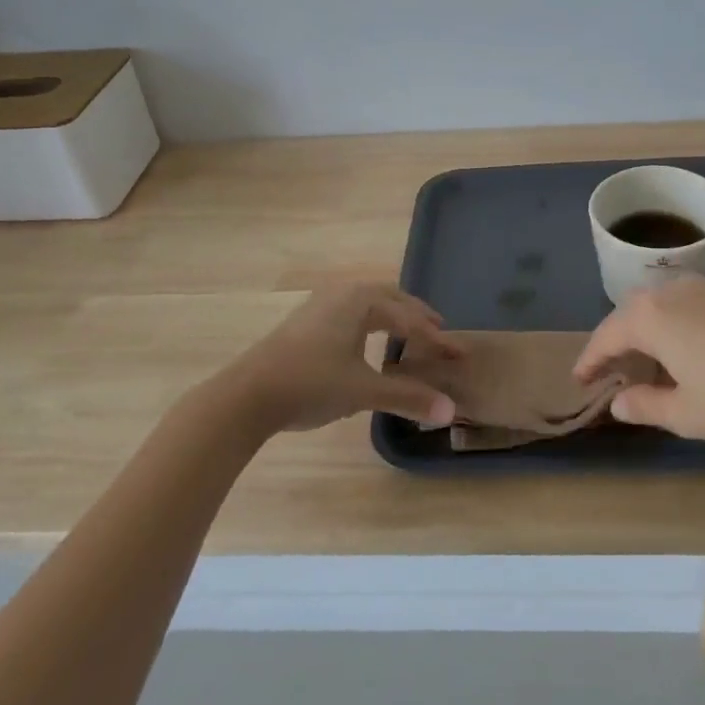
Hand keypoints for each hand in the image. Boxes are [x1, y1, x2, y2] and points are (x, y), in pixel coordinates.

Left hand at [230, 283, 463, 432]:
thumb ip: (408, 397)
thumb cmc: (311, 383)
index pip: (409, 318)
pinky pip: (350, 314)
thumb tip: (450, 410)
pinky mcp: (304, 323)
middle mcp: (342, 294)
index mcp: (360, 300)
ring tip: (408, 335)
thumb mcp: (363, 390)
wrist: (246, 395)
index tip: (458, 355)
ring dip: (392, 318)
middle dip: (415, 316)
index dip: (436, 339)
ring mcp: (319, 306)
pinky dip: (370, 324)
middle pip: (389, 300)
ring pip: (367, 305)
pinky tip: (367, 344)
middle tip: (438, 333)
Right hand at [573, 275, 704, 443]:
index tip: (579, 381)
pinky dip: (664, 327)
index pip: (605, 337)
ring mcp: (696, 289)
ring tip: (638, 364)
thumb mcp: (684, 413)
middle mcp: (665, 293)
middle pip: (626, 317)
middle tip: (606, 374)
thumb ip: (645, 405)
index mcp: (647, 317)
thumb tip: (618, 403)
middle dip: (613, 344)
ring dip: (639, 334)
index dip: (589, 362)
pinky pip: (676, 307)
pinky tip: (675, 352)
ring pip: (652, 308)